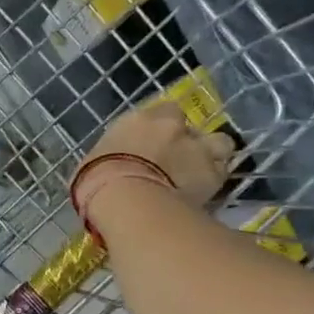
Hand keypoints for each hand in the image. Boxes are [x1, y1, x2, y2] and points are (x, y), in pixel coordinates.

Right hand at [76, 100, 238, 225]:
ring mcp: (196, 148)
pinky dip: (215, 182)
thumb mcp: (91, 166)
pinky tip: (205, 195)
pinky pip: (221, 174)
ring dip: (212, 157)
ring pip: (219, 144)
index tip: (156, 146)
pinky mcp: (213, 174)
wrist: (125, 200)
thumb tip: (107, 170)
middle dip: (188, 142)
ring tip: (200, 176)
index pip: (162, 112)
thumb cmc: (96, 182)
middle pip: (191, 127)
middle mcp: (171, 126)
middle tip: (178, 164)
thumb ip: (109, 159)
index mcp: (138, 120)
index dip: (163, 128)